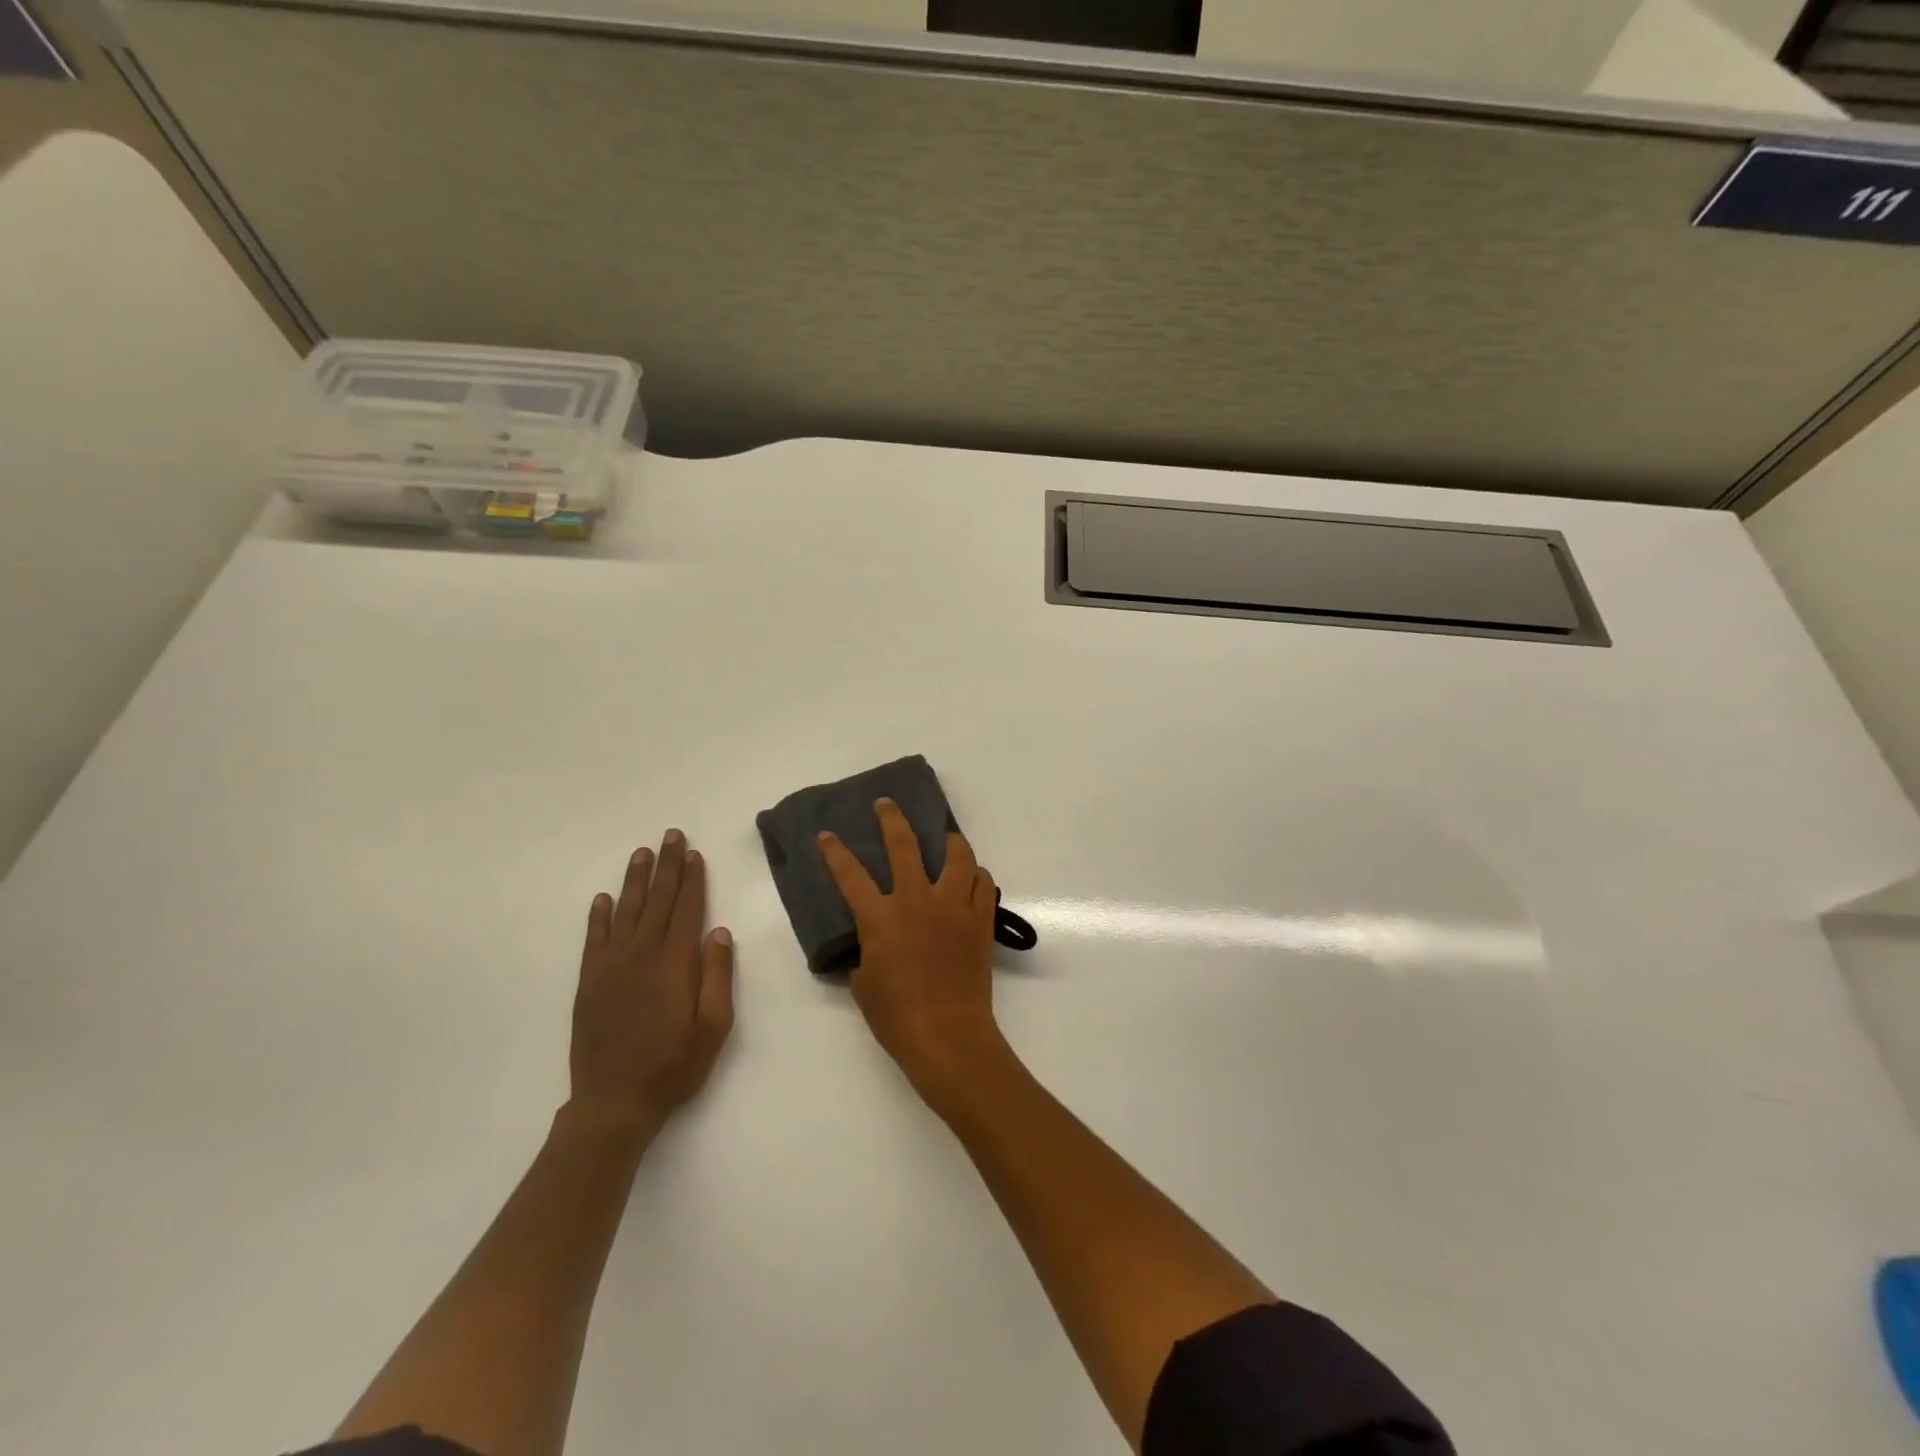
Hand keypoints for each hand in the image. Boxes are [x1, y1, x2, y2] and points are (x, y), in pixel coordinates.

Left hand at [568, 829, 734, 1133]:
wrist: (613, 1102)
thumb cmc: (674, 1065)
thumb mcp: (714, 1026)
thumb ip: (718, 976)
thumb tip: (719, 932)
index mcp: (675, 963)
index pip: (687, 909)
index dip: (692, 879)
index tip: (694, 853)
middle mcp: (642, 955)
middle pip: (657, 901)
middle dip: (666, 866)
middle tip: (671, 835)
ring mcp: (611, 967)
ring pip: (626, 911)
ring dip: (635, 880)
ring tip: (642, 853)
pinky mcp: (589, 982)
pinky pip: (594, 939)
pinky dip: (599, 916)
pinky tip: (603, 898)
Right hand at [818, 799, 1006, 1110]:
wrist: (947, 1034)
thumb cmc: (896, 1016)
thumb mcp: (864, 984)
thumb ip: (864, 954)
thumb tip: (870, 945)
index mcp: (881, 916)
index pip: (850, 874)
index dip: (835, 852)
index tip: (827, 834)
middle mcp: (917, 900)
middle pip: (904, 845)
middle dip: (891, 818)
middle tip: (886, 804)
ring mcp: (953, 906)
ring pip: (957, 856)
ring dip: (949, 841)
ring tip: (944, 837)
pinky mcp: (980, 919)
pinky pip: (984, 884)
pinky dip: (976, 875)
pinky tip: (971, 878)